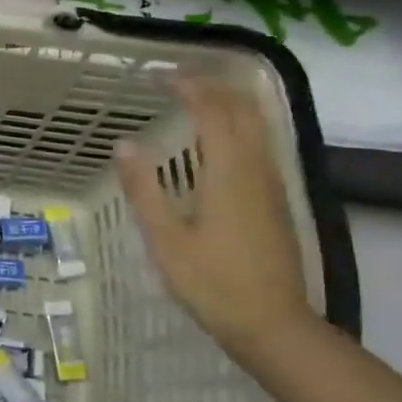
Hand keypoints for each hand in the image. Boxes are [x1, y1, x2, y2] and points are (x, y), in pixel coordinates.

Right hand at [116, 79, 316, 355]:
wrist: (273, 325)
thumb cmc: (212, 284)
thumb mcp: (166, 240)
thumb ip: (145, 189)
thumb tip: (125, 144)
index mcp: (229, 173)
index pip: (213, 111)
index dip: (188, 87)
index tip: (158, 77)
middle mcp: (256, 169)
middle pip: (243, 109)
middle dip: (212, 86)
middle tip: (176, 80)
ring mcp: (271, 185)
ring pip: (258, 125)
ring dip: (229, 102)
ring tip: (195, 98)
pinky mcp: (276, 200)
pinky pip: (261, 144)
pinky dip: (239, 125)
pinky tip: (219, 139)